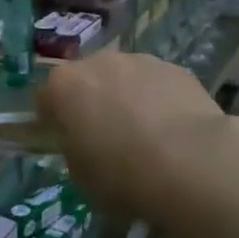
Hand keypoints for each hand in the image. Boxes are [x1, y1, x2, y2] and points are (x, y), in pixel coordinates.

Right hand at [39, 49, 238, 221]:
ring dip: (126, 98)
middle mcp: (97, 62)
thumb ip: (74, 150)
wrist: (192, 163)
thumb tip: (83, 143)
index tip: (68, 143)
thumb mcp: (81, 177)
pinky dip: (159, 100)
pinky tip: (174, 132)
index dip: (55, 122)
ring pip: (123, 78)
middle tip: (107, 139)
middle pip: (86, 81)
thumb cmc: (123, 175)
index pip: (46, 99)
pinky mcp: (175, 68)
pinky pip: (156, 84)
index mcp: (63, 86)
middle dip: (92, 103)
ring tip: (146, 136)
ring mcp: (139, 60)